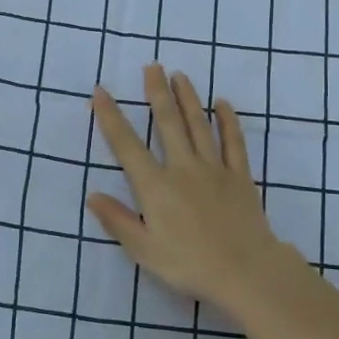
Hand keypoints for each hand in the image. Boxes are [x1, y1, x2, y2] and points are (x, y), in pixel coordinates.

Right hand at [86, 64, 313, 322]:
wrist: (245, 271)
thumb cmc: (189, 265)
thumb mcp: (144, 250)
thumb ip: (118, 220)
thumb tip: (93, 195)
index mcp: (155, 186)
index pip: (127, 145)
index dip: (111, 117)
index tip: (101, 92)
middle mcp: (182, 167)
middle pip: (167, 123)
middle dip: (157, 93)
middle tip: (152, 67)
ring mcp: (214, 169)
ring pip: (198, 125)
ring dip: (188, 98)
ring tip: (179, 75)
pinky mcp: (239, 176)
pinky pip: (233, 142)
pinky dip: (228, 121)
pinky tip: (223, 104)